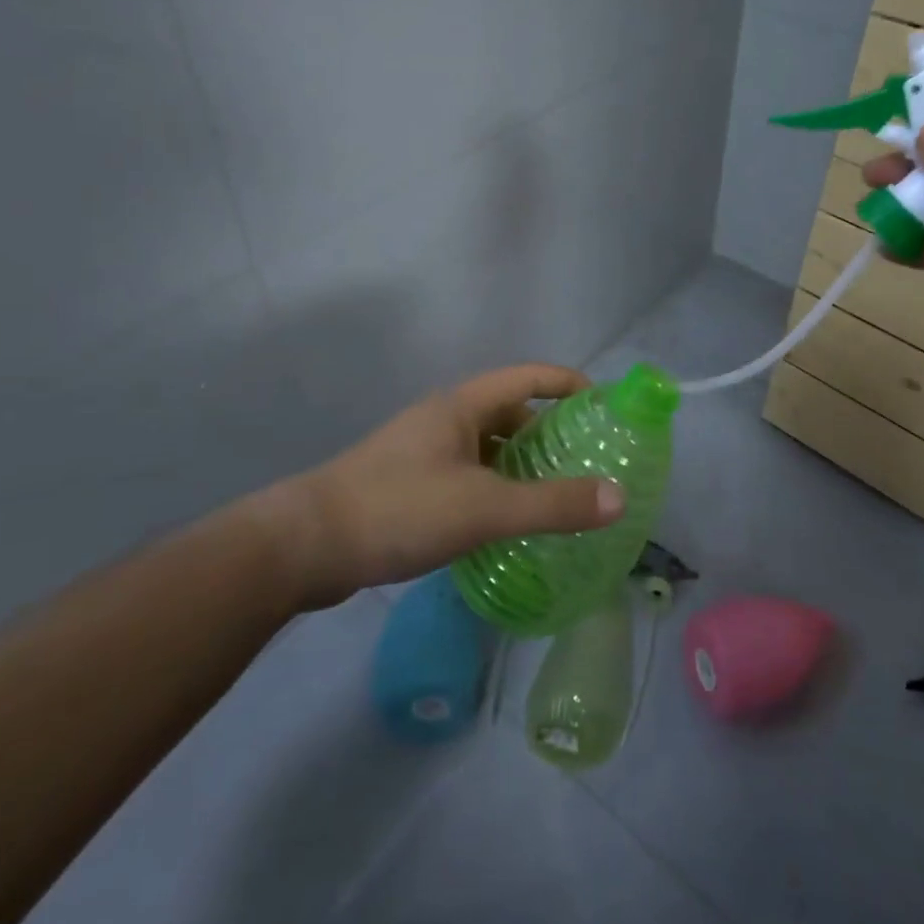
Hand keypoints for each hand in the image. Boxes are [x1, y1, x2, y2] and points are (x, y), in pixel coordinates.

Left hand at [249, 364, 624, 610]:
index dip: (568, 383)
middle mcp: (443, 420)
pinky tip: (505, 523)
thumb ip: (553, 505)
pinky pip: (466, 475)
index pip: (528, 376)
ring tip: (555, 494)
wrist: (303, 546)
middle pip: (509, 412)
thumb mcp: (484, 508)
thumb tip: (619, 497)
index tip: (604, 404)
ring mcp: (422, 452)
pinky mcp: (406, 485)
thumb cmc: (399, 510)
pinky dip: (494, 489)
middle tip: (587, 460)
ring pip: (485, 448)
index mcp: (462, 406)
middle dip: (549, 431)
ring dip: (520, 464)